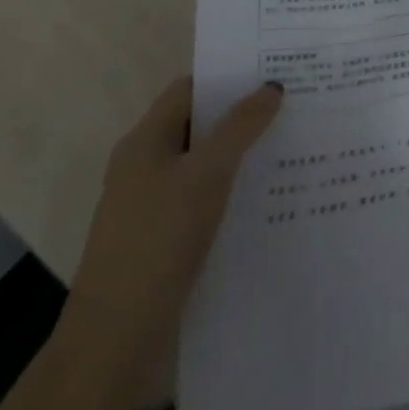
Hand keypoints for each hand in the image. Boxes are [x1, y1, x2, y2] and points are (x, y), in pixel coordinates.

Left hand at [57, 76, 284, 407]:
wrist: (115, 337)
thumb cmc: (159, 240)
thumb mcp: (207, 174)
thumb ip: (241, 127)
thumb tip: (271, 86)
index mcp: (145, 141)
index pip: (190, 89)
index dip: (229, 77)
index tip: (275, 72)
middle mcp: (144, 165)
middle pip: (198, 124)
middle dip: (242, 114)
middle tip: (294, 105)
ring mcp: (150, 204)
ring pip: (203, 162)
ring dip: (240, 153)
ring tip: (291, 145)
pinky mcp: (161, 238)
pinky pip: (202, 196)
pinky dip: (231, 188)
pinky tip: (266, 195)